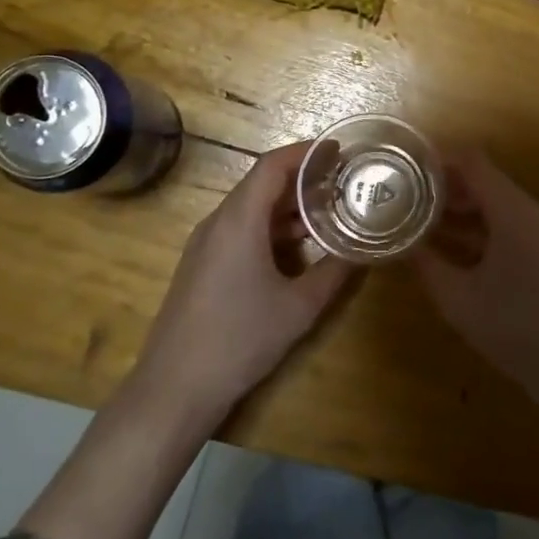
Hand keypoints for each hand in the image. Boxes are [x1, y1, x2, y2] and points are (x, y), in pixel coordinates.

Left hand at [134, 141, 354, 427]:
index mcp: (239, 221)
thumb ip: (334, 273)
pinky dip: (271, 227)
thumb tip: (362, 252)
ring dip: (288, 205)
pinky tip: (298, 246)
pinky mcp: (202, 265)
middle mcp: (218, 222)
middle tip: (342, 182)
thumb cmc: (240, 340)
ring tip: (328, 211)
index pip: (272, 166)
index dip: (306, 153)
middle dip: (303, 178)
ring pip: (251, 208)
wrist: (175, 387)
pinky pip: (240, 229)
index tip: (338, 151)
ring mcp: (205, 244)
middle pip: (261, 184)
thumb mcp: (299, 308)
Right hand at [413, 148, 538, 399]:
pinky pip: (509, 222)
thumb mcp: (458, 299)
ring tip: (421, 217)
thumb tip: (403, 245)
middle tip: (406, 194)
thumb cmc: (514, 330)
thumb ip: (428, 265)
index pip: (474, 163)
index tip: (406, 166)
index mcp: (514, 213)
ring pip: (498, 202)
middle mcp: (533, 212)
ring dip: (463, 207)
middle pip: (486, 179)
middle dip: (446, 185)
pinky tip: (451, 243)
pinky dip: (480, 225)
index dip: (439, 159)